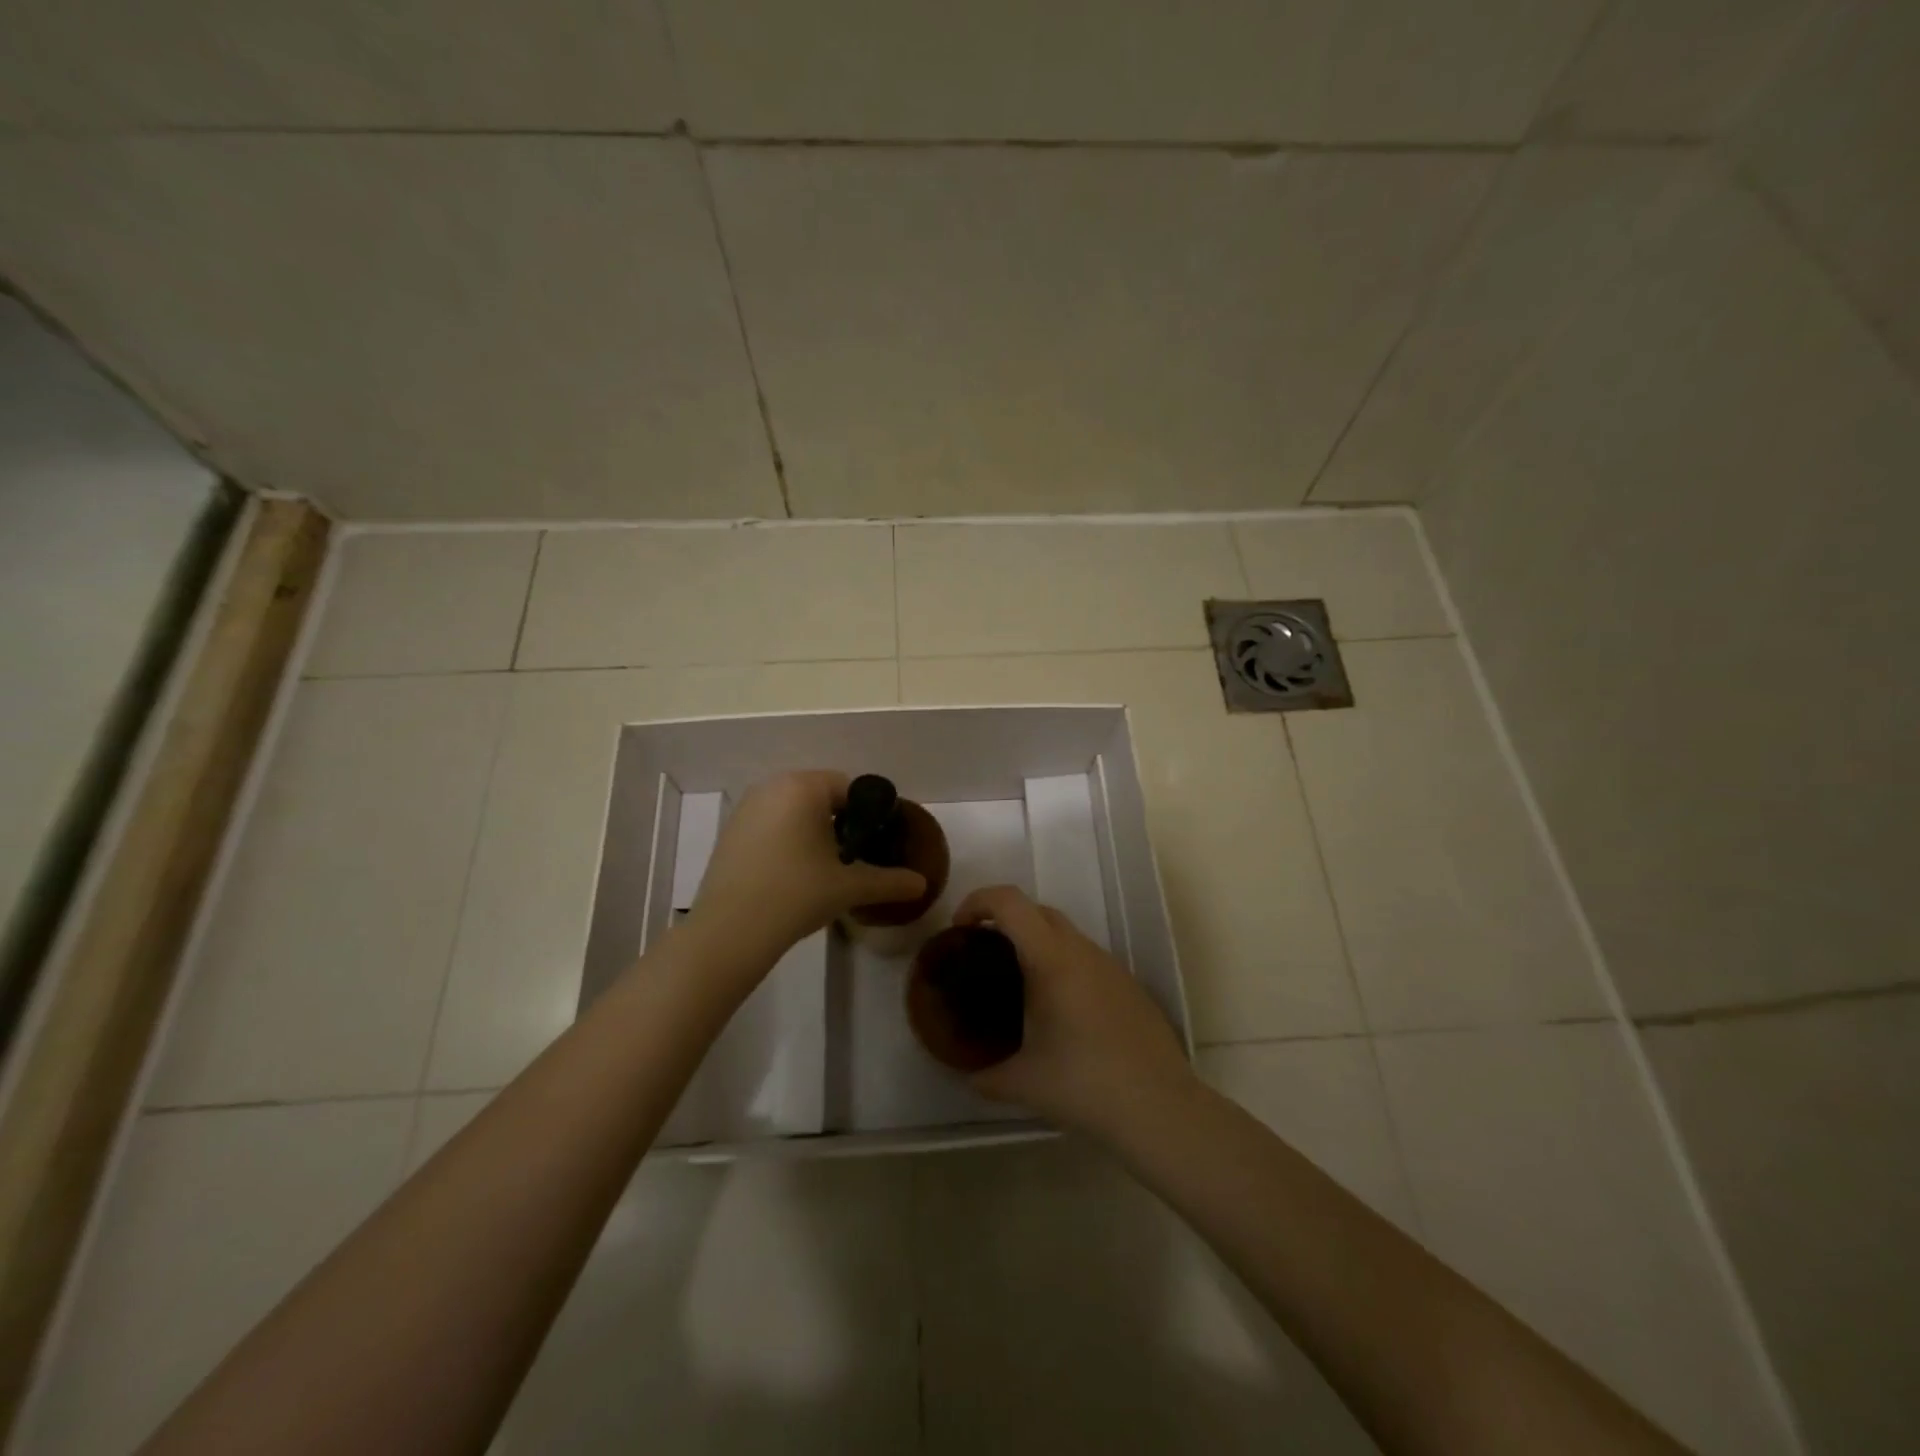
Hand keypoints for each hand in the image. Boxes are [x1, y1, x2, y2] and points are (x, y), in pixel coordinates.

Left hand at [687, 771, 925, 971]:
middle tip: (854, 857)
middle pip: (820, 796)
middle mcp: (772, 786)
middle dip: (840, 821)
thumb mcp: (849, 887)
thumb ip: (889, 881)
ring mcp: (746, 808)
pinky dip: (786, 840)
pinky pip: (770, 824)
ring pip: (793, 810)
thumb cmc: (796, 894)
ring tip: (824, 868)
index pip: (849, 788)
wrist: (730, 931)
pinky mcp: (730, 832)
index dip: (869, 814)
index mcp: (804, 787)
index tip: (877, 843)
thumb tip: (921, 885)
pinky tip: (792, 874)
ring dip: (812, 830)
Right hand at [955, 885, 1192, 1137]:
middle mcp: (1081, 950)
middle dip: (1004, 920)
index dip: (978, 901)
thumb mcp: (1022, 1083)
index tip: (960, 930)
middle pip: (1036, 910)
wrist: (1159, 1108)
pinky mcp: (1128, 984)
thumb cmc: (1084, 1086)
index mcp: (1051, 959)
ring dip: (1035, 943)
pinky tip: (1059, 1010)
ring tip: (1018, 985)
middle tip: (983, 955)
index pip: (1010, 902)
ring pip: (1064, 933)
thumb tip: (965, 1075)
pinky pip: (1085, 958)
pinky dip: (1062, 965)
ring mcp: (1110, 965)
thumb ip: (984, 1075)